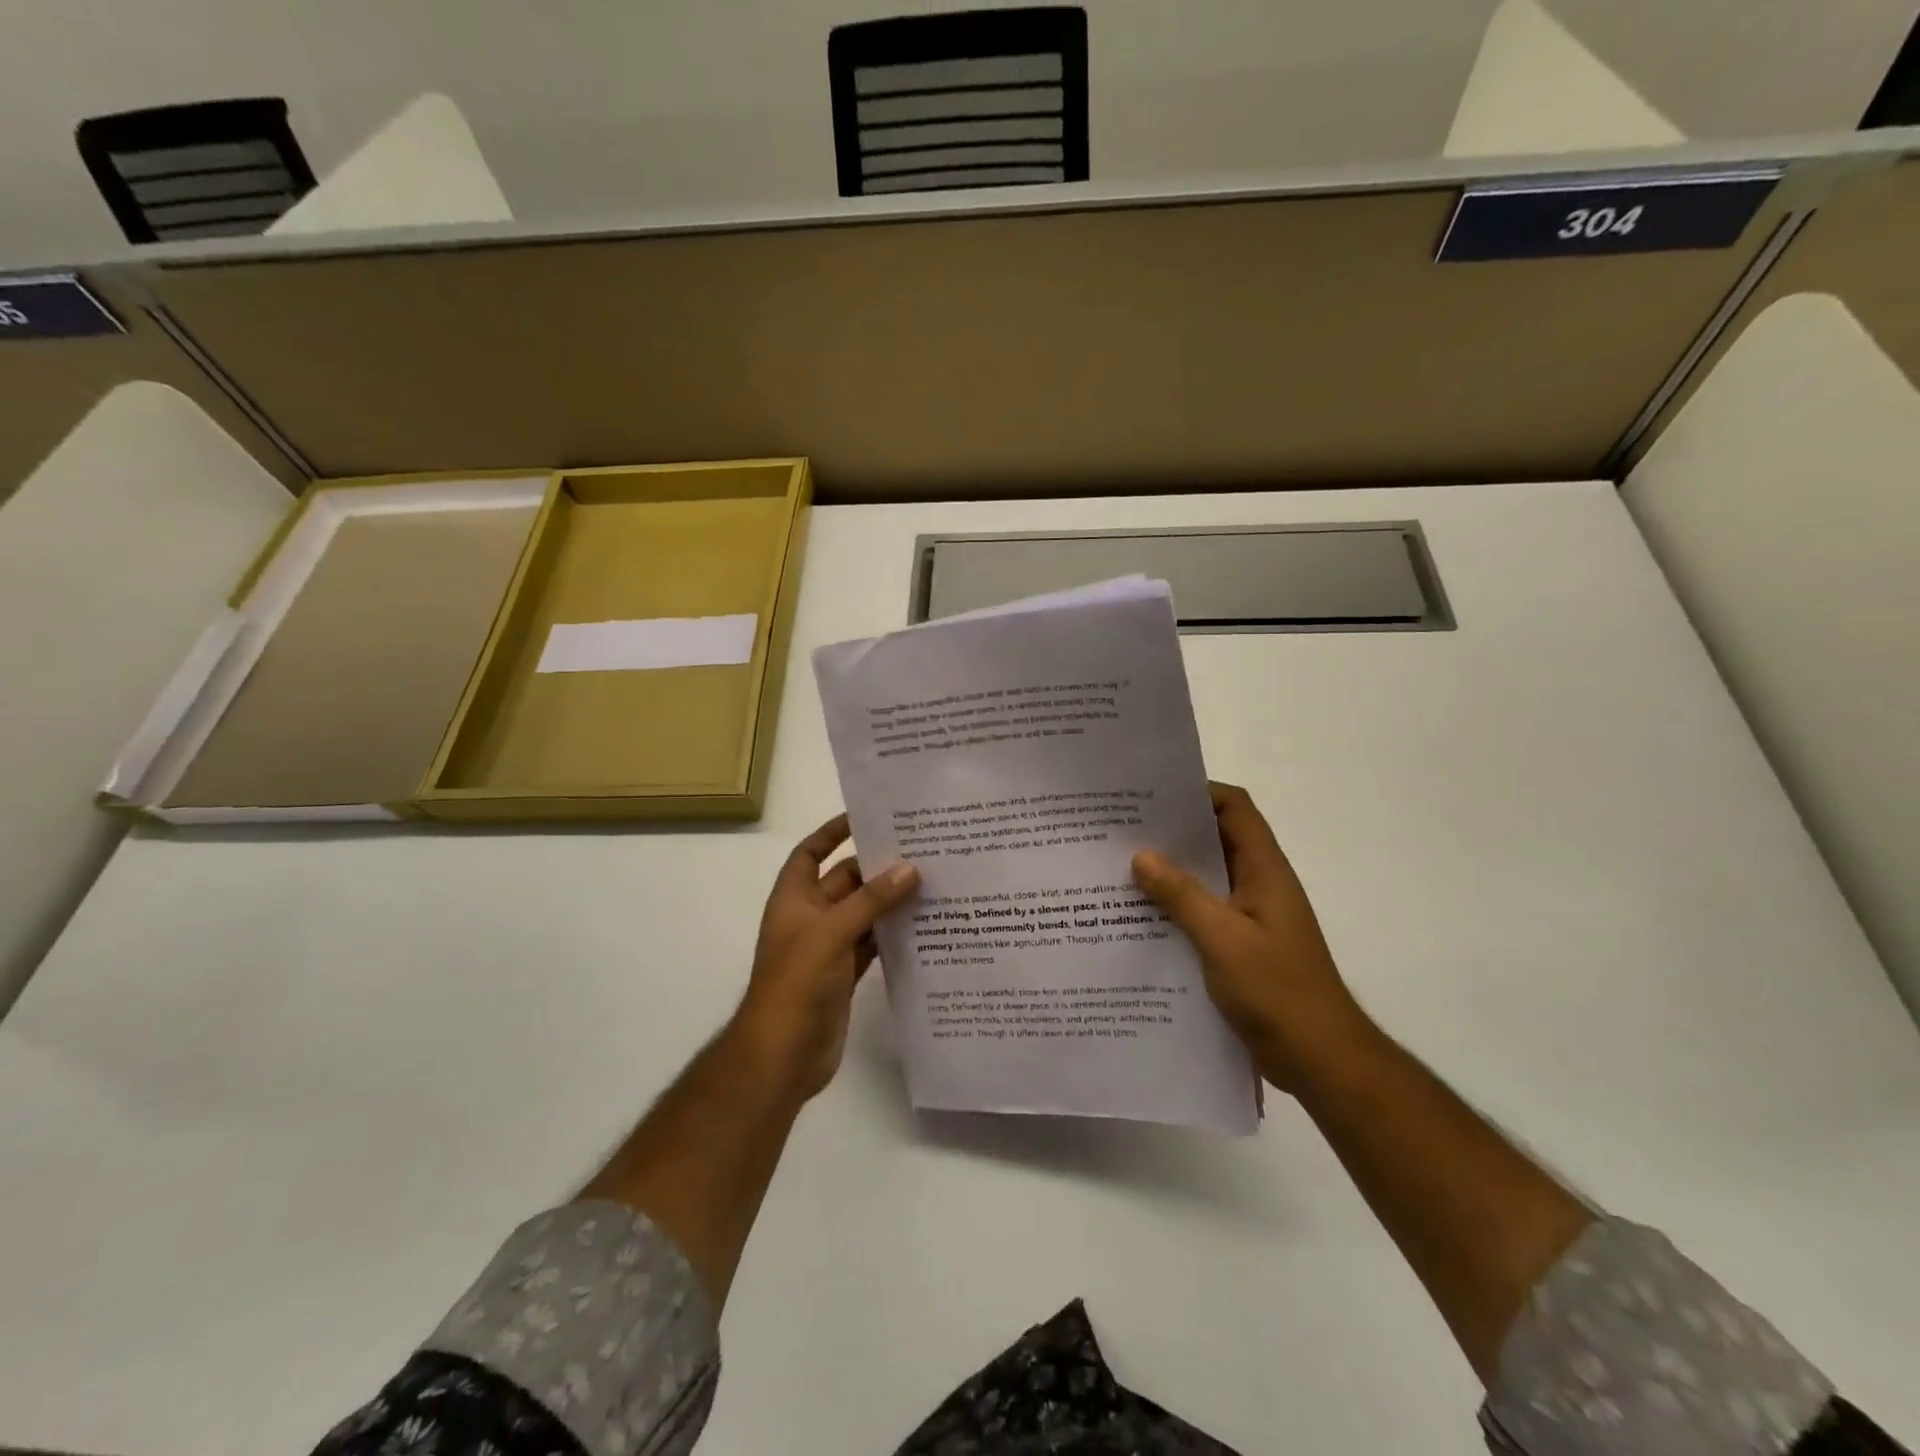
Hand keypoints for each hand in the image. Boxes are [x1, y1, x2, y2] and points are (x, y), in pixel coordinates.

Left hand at [736, 814, 919, 1101]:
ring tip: (932, 882)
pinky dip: (892, 935)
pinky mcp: (846, 974)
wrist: (783, 1055)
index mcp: (794, 900)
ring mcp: (828, 948)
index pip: (810, 853)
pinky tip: (924, 925)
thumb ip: (871, 900)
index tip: (866, 817)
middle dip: (876, 868)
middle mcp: (810, 918)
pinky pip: (872, 944)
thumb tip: (910, 868)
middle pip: (845, 882)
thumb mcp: (832, 932)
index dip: (831, 832)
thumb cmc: (797, 983)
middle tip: (920, 851)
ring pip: (863, 913)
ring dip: (890, 902)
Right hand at [1132, 783, 1371, 1092]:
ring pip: (1205, 879)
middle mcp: (1258, 886)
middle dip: (1173, 832)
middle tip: (1122, 830)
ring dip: (1169, 873)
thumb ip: (1182, 895)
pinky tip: (1137, 919)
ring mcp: (1250, 918)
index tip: (1152, 794)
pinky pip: (1201, 913)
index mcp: (1264, 872)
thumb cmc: (1278, 992)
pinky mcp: (1239, 947)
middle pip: (1216, 840)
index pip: (1236, 809)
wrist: (1320, 1061)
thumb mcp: (1223, 939)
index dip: (1199, 792)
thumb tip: (1142, 855)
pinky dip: (1174, 908)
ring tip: (1119, 869)